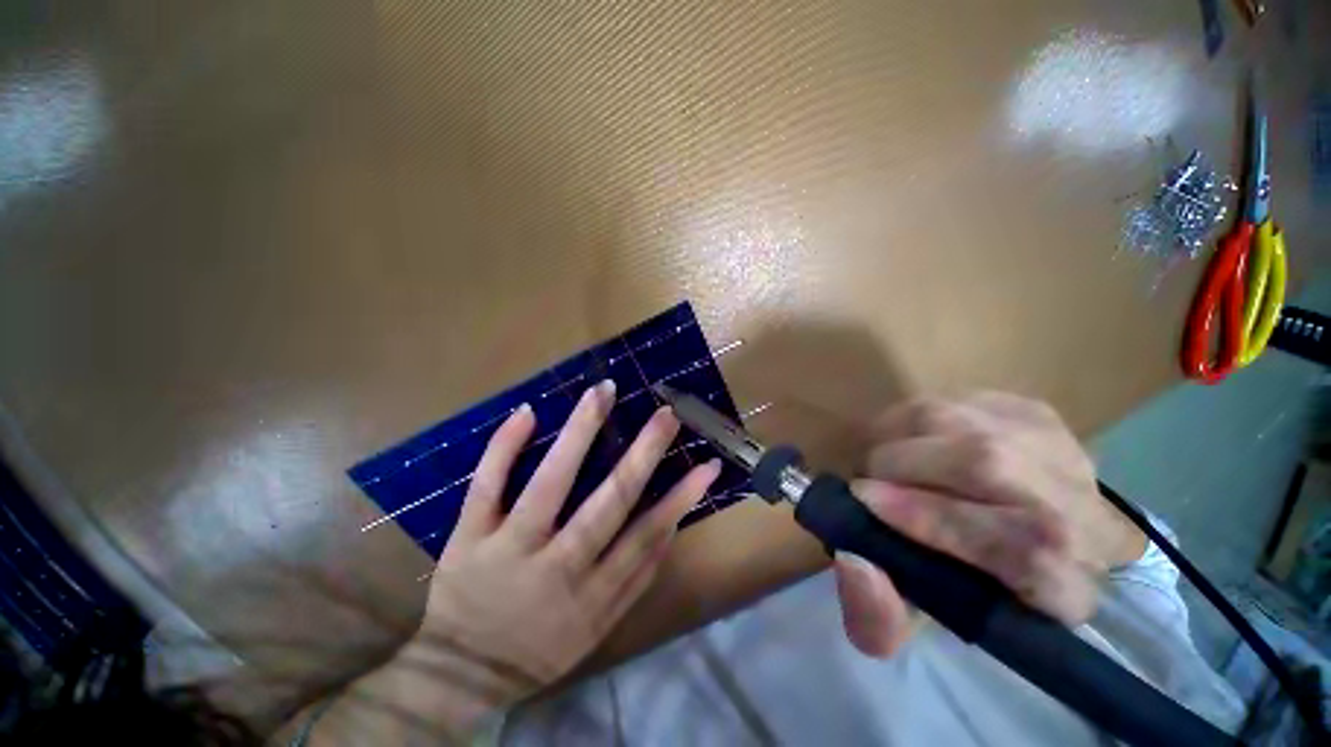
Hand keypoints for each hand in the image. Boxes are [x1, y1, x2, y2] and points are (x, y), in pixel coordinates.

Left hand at [325, 380, 719, 740]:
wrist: (469, 669)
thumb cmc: (536, 654)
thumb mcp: (595, 635)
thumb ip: (628, 589)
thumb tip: (662, 537)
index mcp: (596, 595)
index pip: (646, 539)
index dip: (679, 500)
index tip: (706, 465)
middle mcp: (561, 566)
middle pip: (609, 504)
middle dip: (642, 456)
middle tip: (666, 414)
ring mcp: (512, 547)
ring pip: (551, 484)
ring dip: (579, 435)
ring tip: (602, 393)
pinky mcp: (471, 536)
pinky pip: (487, 487)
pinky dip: (504, 449)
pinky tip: (526, 413)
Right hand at [834, 393, 1145, 657]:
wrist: (1076, 555)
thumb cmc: (1000, 608)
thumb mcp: (934, 637)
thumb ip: (881, 620)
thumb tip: (852, 560)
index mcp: (1049, 575)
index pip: (989, 536)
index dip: (918, 515)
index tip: (862, 503)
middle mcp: (1067, 503)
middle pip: (981, 462)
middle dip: (902, 463)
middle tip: (866, 482)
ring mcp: (1057, 446)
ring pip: (972, 419)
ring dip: (908, 430)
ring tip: (882, 457)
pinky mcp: (1042, 413)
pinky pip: (972, 400)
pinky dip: (930, 416)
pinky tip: (918, 442)